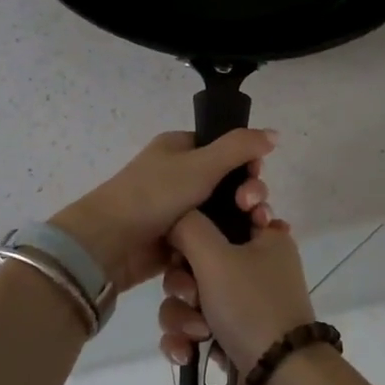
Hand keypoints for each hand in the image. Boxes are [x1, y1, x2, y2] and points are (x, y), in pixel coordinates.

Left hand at [50, 129, 277, 293]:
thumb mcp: (201, 164)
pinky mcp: (178, 240)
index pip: (226, 150)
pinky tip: (243, 250)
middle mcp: (179, 175)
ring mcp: (177, 210)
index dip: (247, 163)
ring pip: (222, 213)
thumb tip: (274, 134)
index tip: (255, 177)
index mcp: (180, 148)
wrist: (110, 243)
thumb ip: (240, 147)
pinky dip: (225, 241)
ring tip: (255, 231)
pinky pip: (210, 237)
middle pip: (228, 183)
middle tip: (254, 209)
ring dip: (242, 220)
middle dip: (248, 194)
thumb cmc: (155, 195)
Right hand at [160, 210, 313, 377]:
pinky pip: (192, 326)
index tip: (194, 233)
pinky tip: (187, 352)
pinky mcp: (229, 336)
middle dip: (184, 281)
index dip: (204, 219)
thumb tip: (176, 219)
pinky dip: (186, 338)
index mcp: (265, 236)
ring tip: (198, 333)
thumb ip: (188, 226)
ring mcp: (242, 303)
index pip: (227, 210)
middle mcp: (255, 265)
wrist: (278, 382)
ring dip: (183, 315)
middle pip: (196, 256)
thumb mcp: (216, 256)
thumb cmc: (251, 306)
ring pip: (190, 294)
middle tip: (193, 295)